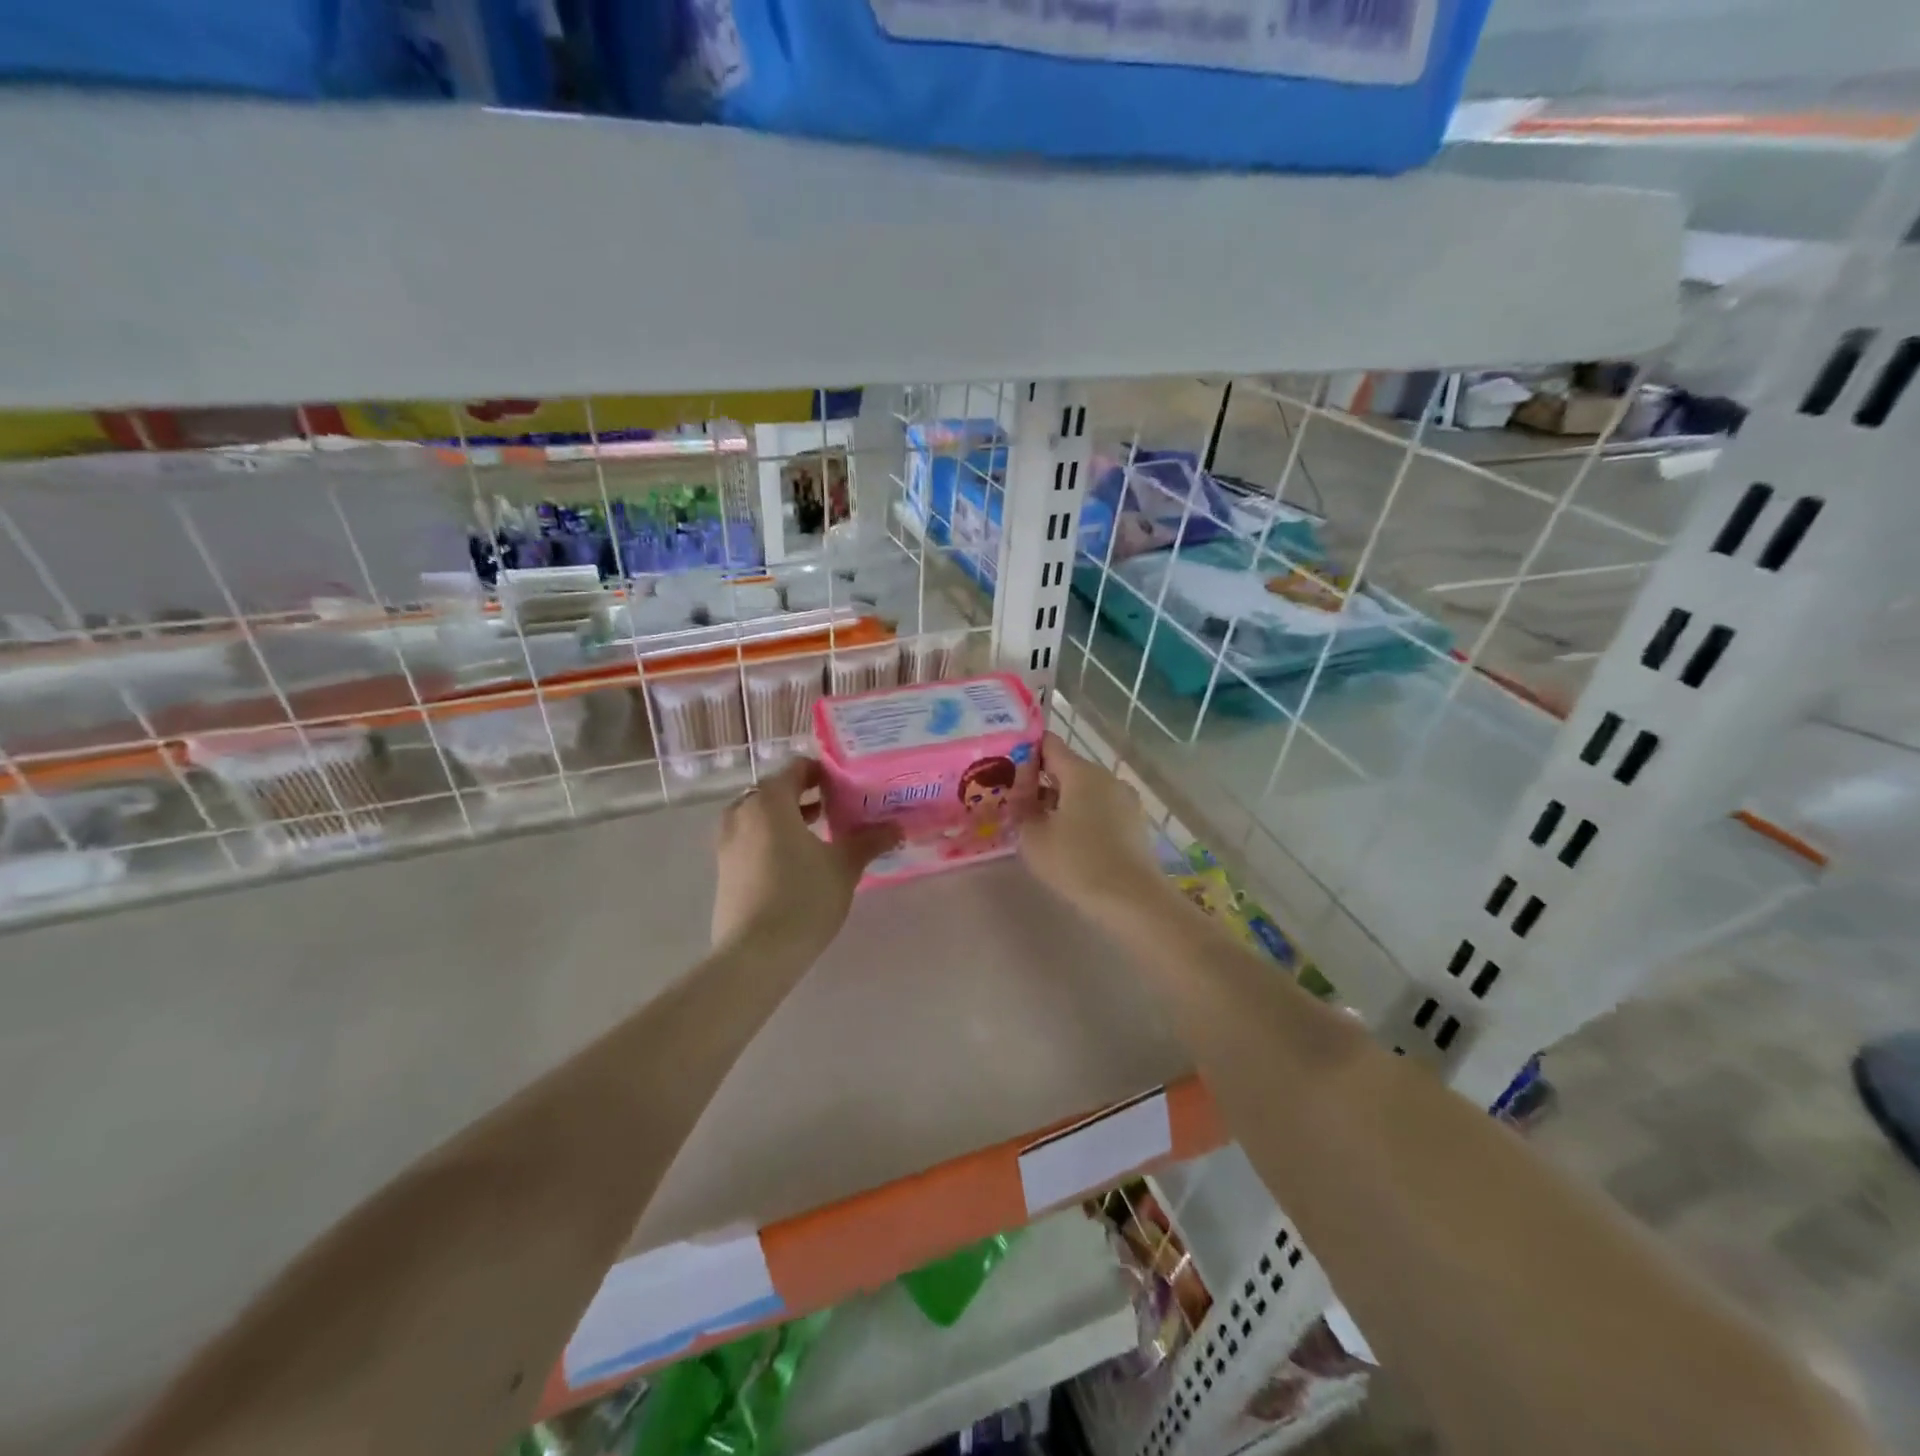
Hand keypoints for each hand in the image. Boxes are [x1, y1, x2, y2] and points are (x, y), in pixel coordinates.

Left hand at [712, 758, 899, 959]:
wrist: (755, 955)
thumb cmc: (803, 898)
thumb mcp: (844, 866)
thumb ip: (870, 840)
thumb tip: (897, 827)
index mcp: (770, 801)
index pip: (796, 769)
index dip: (823, 772)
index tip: (847, 785)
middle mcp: (742, 813)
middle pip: (774, 791)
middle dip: (804, 795)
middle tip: (836, 807)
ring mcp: (727, 843)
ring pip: (759, 817)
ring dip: (786, 818)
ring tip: (818, 833)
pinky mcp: (723, 870)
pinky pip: (750, 839)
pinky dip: (771, 839)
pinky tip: (796, 863)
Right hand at [1020, 733, 1170, 916]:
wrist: (1132, 899)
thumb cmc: (1077, 862)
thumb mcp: (1034, 838)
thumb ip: (1021, 811)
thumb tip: (1019, 799)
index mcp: (1081, 772)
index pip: (1048, 745)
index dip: (1025, 752)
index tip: (1006, 769)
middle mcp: (1106, 777)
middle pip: (1067, 768)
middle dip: (1041, 782)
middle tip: (1016, 802)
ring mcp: (1125, 800)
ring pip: (1084, 790)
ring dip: (1062, 802)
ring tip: (1040, 826)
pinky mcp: (1134, 822)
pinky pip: (1100, 809)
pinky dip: (1082, 817)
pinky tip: (1068, 841)